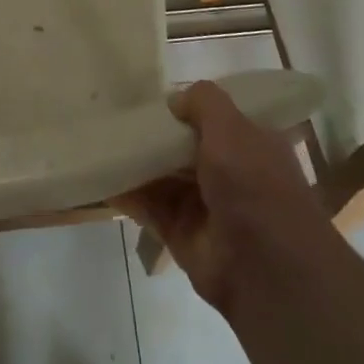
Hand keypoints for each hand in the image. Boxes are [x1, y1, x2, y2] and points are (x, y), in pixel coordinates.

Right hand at [115, 81, 333, 314]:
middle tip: (114, 113)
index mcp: (250, 145)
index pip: (216, 118)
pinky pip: (147, 206)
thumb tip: (175, 99)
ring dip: (135, 161)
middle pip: (182, 146)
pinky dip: (125, 192)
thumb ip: (204, 104)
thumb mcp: (233, 128)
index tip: (152, 94)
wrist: (265, 269)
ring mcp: (203, 204)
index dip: (187, 107)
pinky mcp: (180, 231)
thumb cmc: (254, 185)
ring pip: (162, 174)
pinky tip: (100, 175)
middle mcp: (228, 173)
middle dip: (153, 133)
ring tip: (98, 139)